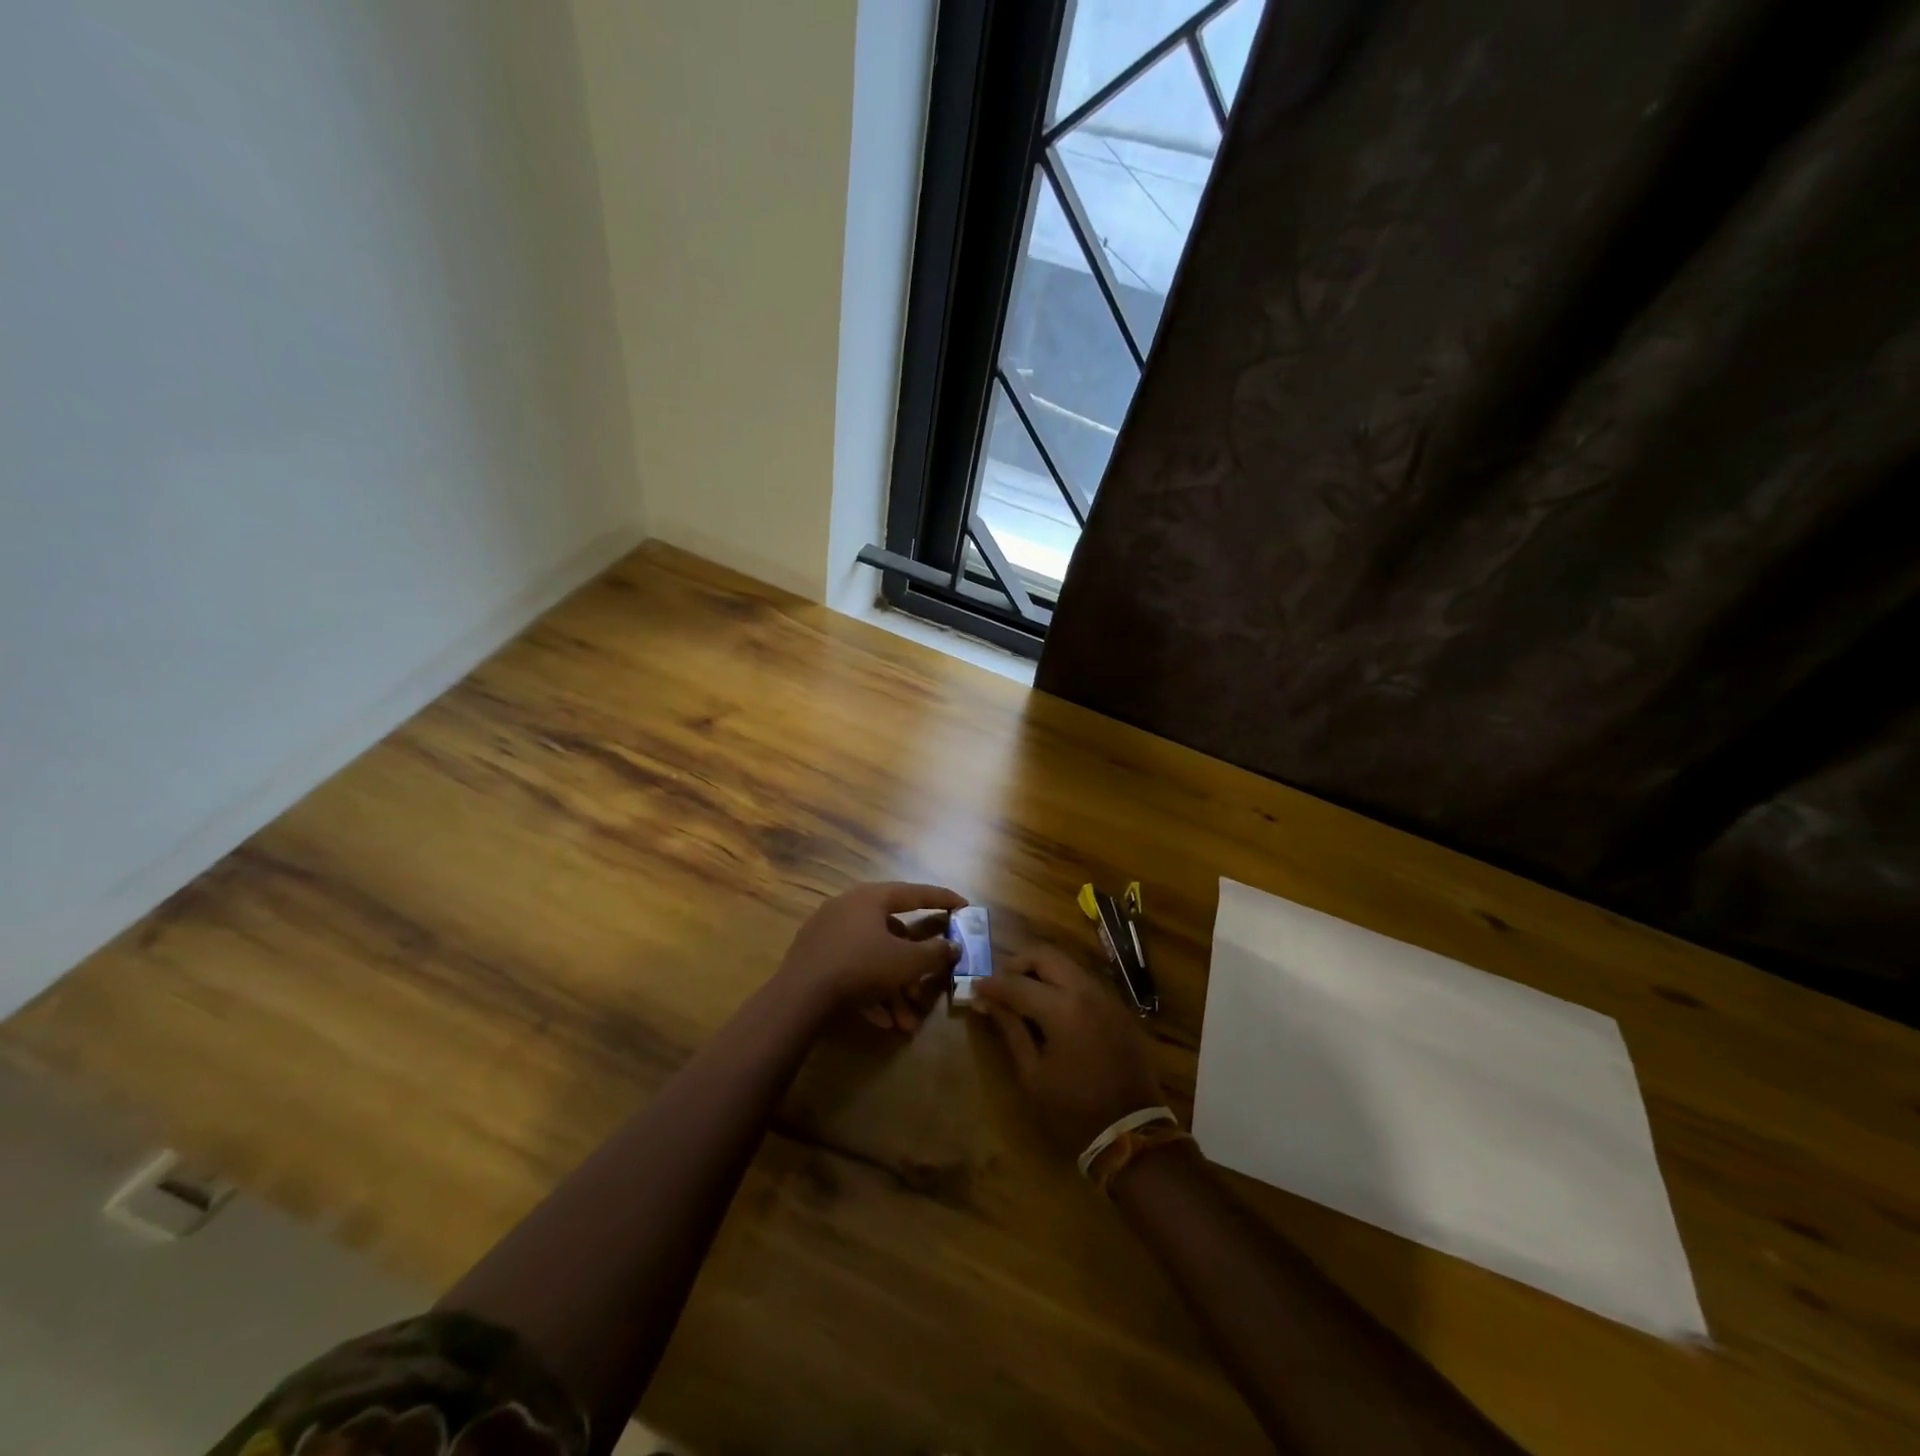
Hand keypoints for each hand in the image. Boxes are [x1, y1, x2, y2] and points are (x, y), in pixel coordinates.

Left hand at [777, 881, 965, 1034]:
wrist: (799, 997)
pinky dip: (871, 994)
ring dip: (894, 990)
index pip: (914, 893)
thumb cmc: (860, 967)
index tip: (963, 905)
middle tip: (929, 985)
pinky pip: (853, 972)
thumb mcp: (906, 962)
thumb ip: (934, 953)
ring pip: (874, 959)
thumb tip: (953, 946)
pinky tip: (884, 1022)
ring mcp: (828, 933)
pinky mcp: (815, 959)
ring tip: (907, 1023)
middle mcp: (849, 908)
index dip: (942, 899)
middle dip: (914, 968)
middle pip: (894, 934)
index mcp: (871, 898)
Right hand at [973, 945, 1164, 1156]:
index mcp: (1062, 1008)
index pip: (1018, 983)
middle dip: (1019, 963)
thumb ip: (1011, 1030)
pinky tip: (1050, 1004)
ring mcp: (1106, 997)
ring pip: (1067, 964)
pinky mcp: (1118, 1008)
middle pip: (1046, 956)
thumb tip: (986, 1002)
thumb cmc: (1073, 1110)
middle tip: (1000, 982)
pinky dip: (1062, 982)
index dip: (992, 984)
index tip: (974, 986)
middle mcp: (1086, 991)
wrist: (1131, 1133)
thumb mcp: (1033, 1074)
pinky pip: (1084, 981)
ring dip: (1042, 969)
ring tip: (1022, 991)